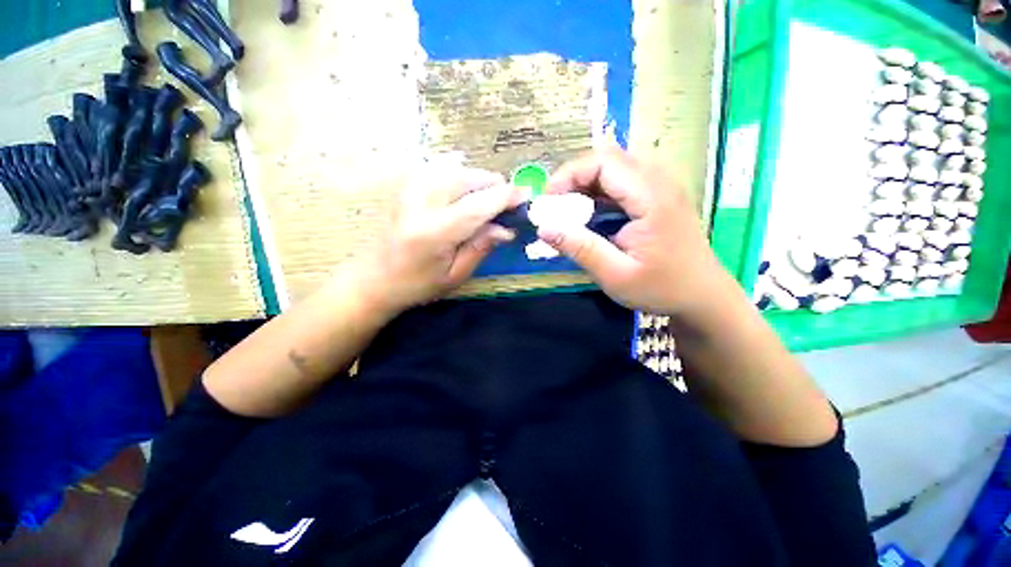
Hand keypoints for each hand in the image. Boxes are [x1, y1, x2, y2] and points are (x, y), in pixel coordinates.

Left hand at [352, 164, 524, 314]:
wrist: (377, 279)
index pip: (478, 205)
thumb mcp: (456, 275)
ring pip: (453, 169)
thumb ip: (481, 247)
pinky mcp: (407, 188)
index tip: (526, 194)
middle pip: (466, 179)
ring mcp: (410, 191)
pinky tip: (465, 183)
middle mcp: (421, 204)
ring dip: (477, 179)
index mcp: (435, 232)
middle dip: (493, 185)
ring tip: (489, 195)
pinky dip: (458, 171)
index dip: (505, 197)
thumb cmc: (419, 285)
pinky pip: (437, 168)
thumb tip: (506, 228)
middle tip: (508, 201)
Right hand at [537, 149, 731, 316]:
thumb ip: (580, 249)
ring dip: (586, 186)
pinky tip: (590, 217)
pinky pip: (623, 184)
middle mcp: (659, 183)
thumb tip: (543, 228)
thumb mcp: (615, 275)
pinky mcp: (658, 198)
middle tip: (556, 207)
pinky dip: (599, 195)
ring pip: (615, 170)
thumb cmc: (662, 289)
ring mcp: (661, 189)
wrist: (703, 297)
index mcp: (651, 198)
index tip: (549, 201)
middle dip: (575, 179)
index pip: (604, 162)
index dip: (570, 174)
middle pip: (609, 160)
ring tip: (568, 213)